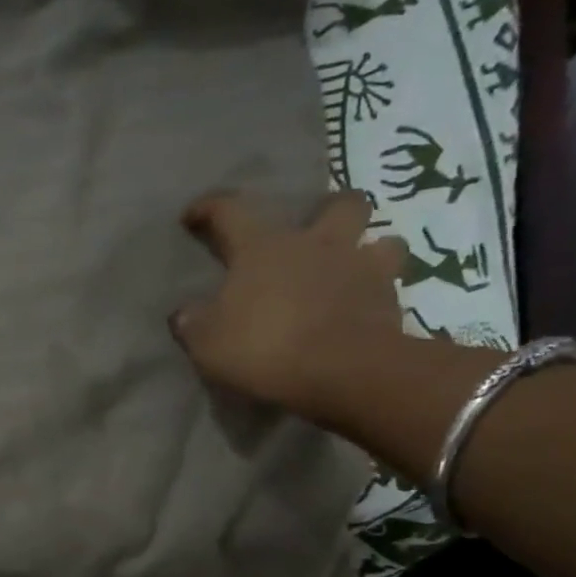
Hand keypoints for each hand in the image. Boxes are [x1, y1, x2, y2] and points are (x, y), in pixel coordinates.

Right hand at [169, 190, 406, 425]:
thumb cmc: (265, 347)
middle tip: (314, 234)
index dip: (208, 208)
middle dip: (329, 211)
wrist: (342, 373)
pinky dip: (377, 296)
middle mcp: (318, 244)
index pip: (230, 210)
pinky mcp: (391, 302)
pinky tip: (363, 313)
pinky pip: (391, 288)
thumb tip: (184, 313)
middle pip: (340, 203)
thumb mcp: (207, 342)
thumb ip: (193, 323)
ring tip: (351, 272)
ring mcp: (362, 269)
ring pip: (383, 240)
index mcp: (264, 247)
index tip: (193, 215)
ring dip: (370, 250)